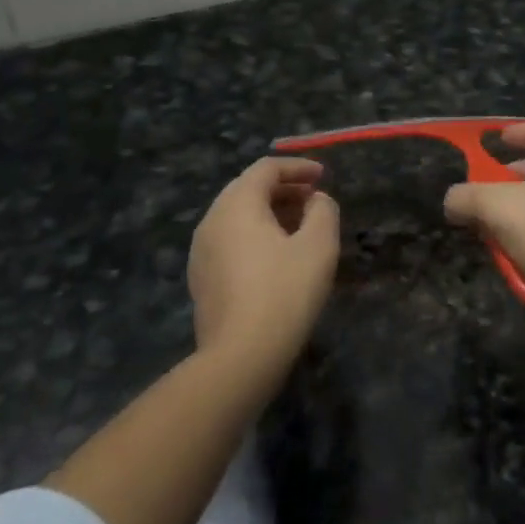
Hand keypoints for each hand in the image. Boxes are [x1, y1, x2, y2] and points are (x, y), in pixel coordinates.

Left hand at [188, 157, 339, 380]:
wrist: (241, 356)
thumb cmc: (284, 292)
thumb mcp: (318, 245)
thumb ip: (323, 210)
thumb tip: (316, 200)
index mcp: (237, 204)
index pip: (266, 168)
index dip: (298, 167)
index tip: (323, 176)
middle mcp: (212, 220)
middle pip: (248, 189)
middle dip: (284, 189)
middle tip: (314, 199)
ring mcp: (201, 251)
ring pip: (238, 216)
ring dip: (270, 212)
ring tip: (301, 227)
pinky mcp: (201, 278)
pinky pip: (230, 240)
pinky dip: (256, 234)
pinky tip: (278, 256)